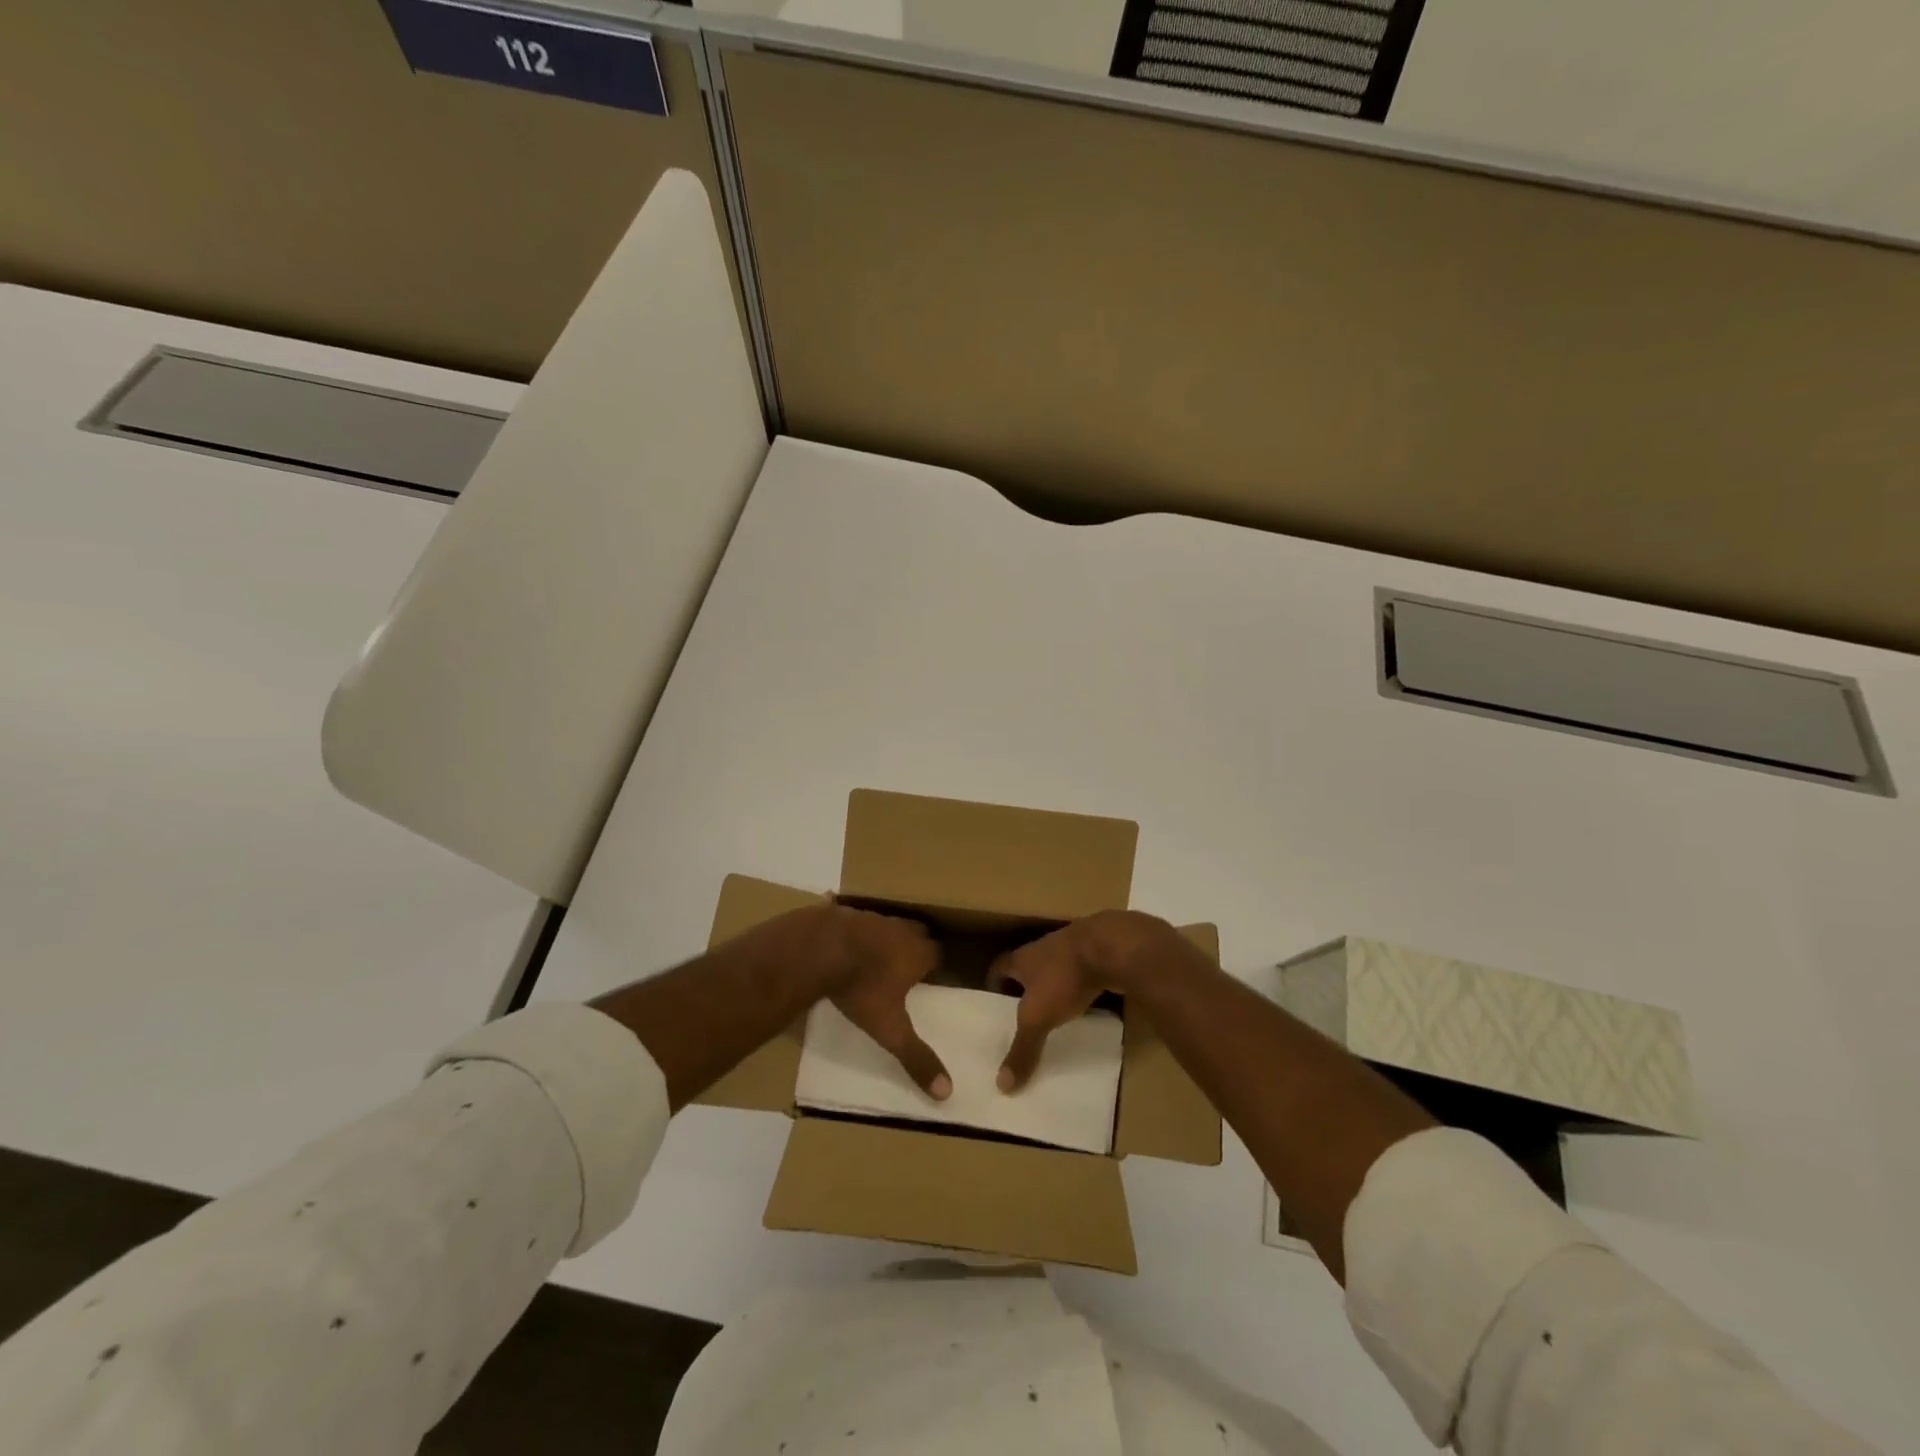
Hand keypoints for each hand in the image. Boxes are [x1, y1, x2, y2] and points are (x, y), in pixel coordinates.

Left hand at [818, 906, 951, 1100]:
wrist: (818, 948)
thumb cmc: (860, 988)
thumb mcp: (889, 1029)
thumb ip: (915, 1057)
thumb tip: (946, 1091)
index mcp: (918, 952)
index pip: (939, 955)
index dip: (936, 966)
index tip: (931, 980)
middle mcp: (901, 929)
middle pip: (918, 933)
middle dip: (916, 947)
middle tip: (907, 968)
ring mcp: (872, 917)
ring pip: (889, 925)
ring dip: (886, 938)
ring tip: (876, 958)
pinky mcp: (846, 912)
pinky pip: (858, 921)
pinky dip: (857, 932)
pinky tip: (845, 946)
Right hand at [988, 910, 1187, 1091]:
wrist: (1111, 948)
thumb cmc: (1064, 978)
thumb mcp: (1038, 1018)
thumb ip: (1023, 1049)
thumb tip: (1002, 1085)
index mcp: (1022, 958)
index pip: (999, 967)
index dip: (993, 984)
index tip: (992, 1004)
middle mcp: (1043, 948)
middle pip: (1026, 967)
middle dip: (1024, 988)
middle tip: (1022, 1014)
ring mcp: (1071, 947)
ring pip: (1055, 968)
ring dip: (1053, 986)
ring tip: (1053, 1012)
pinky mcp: (1096, 953)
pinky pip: (1080, 971)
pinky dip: (1079, 986)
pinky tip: (1084, 1003)